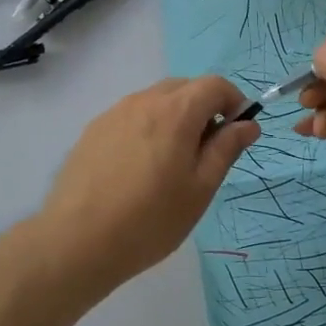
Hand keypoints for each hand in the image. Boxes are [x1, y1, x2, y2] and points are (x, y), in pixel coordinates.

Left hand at [33, 76, 259, 294]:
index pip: (215, 85)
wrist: (77, 240)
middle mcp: (144, 100)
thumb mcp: (200, 188)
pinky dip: (147, 128)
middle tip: (206, 152)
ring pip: (155, 101)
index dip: (234, 102)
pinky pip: (131, 116)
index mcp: (175, 111)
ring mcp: (114, 113)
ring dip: (174, 118)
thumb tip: (248, 123)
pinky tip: (138, 169)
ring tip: (170, 164)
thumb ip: (226, 149)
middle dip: (204, 109)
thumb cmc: (150, 219)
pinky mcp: (93, 130)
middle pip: (184, 88)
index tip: (236, 133)